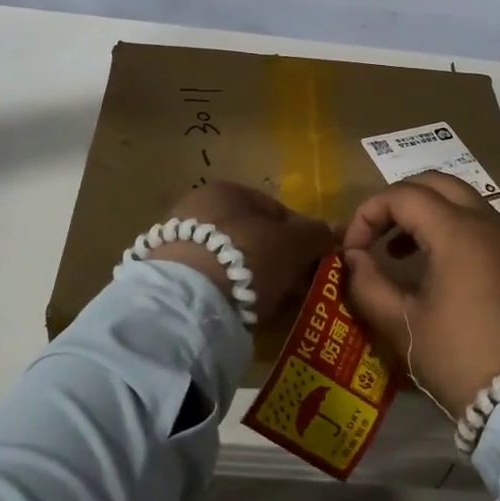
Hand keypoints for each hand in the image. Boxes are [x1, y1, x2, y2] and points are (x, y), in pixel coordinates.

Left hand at [149, 182, 336, 319]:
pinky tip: (237, 311)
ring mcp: (176, 240)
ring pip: (229, 259)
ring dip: (250, 277)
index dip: (301, 237)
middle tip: (293, 289)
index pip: (276, 210)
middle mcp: (197, 206)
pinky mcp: (165, 275)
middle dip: (275, 259)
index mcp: (227, 189)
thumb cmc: (246, 257)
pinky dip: (225, 292)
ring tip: (267, 304)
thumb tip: (334, 231)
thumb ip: (316, 234)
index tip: (312, 265)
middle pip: (251, 235)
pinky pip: (208, 281)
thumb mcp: (294, 244)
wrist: (186, 301)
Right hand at [342, 172, 499, 418]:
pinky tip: (440, 270)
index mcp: (458, 231)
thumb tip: (353, 258)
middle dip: (400, 200)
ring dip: (429, 214)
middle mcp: (489, 223)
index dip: (368, 214)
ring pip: (465, 202)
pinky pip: (485, 227)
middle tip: (377, 235)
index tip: (352, 250)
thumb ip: (368, 284)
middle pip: (438, 184)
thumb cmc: (459, 357)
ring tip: (401, 254)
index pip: (403, 195)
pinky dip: (455, 231)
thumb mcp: (402, 325)